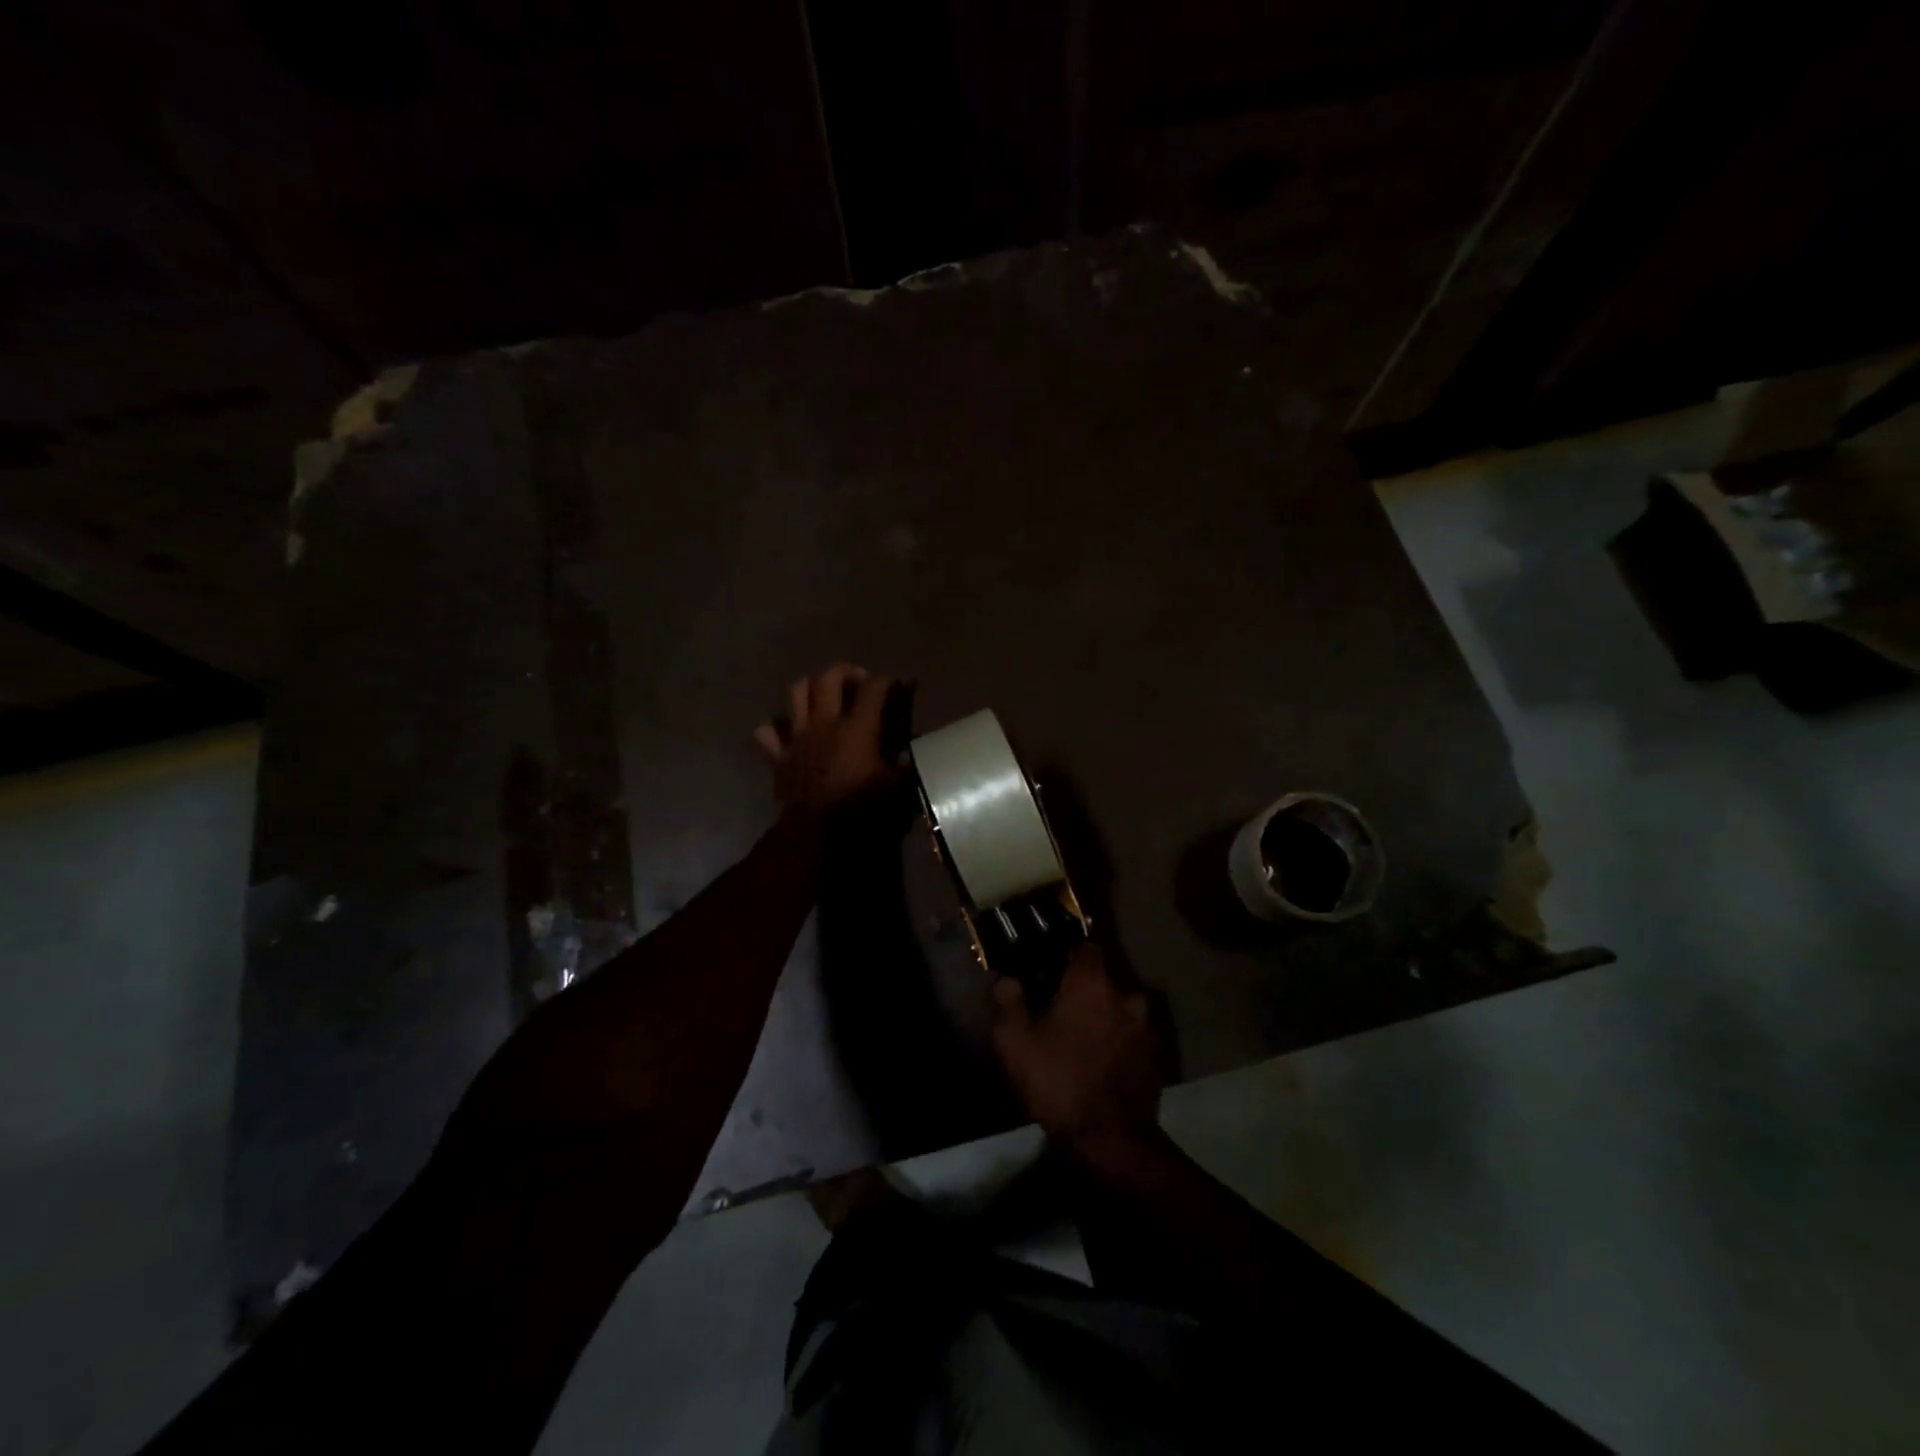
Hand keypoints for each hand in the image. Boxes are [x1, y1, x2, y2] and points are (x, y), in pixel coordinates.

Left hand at [754, 663, 901, 816]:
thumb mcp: (896, 788)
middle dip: (846, 671)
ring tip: (824, 695)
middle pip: (829, 678)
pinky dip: (776, 727)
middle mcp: (824, 724)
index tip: (902, 682)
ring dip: (811, 687)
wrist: (815, 836)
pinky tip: (789, 732)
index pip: (875, 688)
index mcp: (857, 729)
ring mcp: (797, 738)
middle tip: (859, 683)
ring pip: (796, 693)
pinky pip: (767, 732)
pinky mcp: (779, 757)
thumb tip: (913, 752)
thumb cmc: (860, 810)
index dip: (890, 680)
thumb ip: (906, 765)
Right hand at [991, 943, 1163, 1161]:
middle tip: (1060, 1013)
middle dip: (1084, 992)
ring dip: (1104, 1019)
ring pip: (1120, 1011)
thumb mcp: (1015, 1041)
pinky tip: (1100, 1066)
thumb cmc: (1058, 1080)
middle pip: (1103, 981)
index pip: (1085, 948)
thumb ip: (1008, 1000)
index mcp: (1092, 983)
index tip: (1050, 970)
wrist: (1111, 1140)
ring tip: (1082, 1042)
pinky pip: (1132, 1039)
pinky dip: (1118, 1045)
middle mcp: (1125, 996)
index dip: (1067, 955)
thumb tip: (1006, 977)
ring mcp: (1145, 1028)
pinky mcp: (1155, 1058)